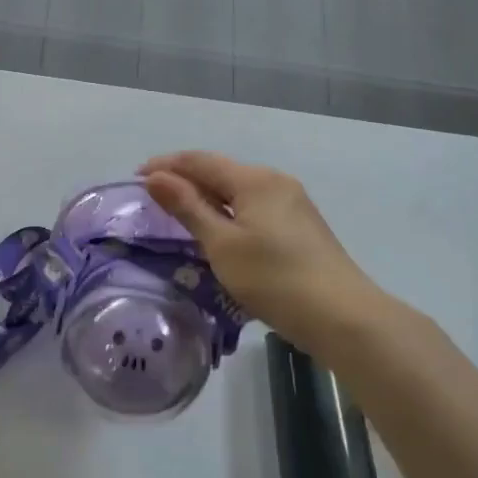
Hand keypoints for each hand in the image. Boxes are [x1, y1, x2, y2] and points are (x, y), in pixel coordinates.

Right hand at [140, 152, 393, 350]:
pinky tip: (218, 230)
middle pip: (221, 171)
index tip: (136, 177)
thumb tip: (155, 177)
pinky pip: (253, 207)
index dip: (166, 165)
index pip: (200, 161)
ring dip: (206, 196)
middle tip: (153, 196)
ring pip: (238, 190)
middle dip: (185, 179)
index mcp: (254, 179)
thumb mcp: (221, 244)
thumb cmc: (274, 278)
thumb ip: (187, 207)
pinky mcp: (300, 226)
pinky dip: (228, 211)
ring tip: (179, 213)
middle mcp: (275, 182)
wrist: (342, 316)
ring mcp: (292, 204)